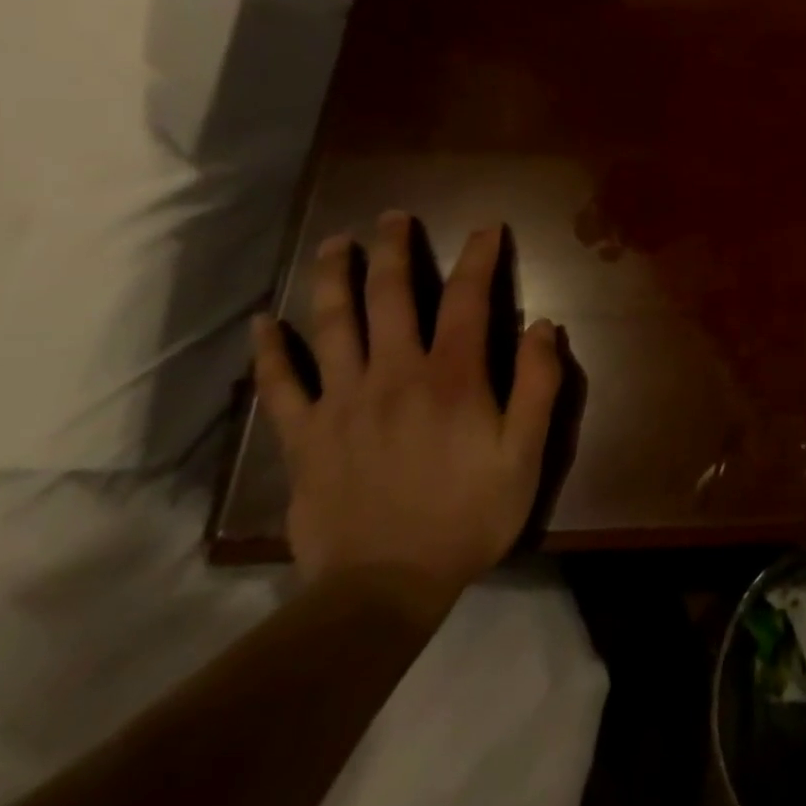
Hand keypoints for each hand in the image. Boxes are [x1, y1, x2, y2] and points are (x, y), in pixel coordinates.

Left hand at [252, 211, 562, 625]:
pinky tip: (263, 322)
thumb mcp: (525, 454)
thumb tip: (542, 324)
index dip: (479, 257)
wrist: (383, 590)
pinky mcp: (305, 436)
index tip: (485, 227)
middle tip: (392, 216)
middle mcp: (395, 373)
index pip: (469, 298)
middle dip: (395, 249)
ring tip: (335, 243)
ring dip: (334, 277)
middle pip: (392, 296)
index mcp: (453, 376)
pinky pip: (282, 385)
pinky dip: (271, 351)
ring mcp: (343, 402)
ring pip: (333, 324)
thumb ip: (539, 384)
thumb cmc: (468, 515)